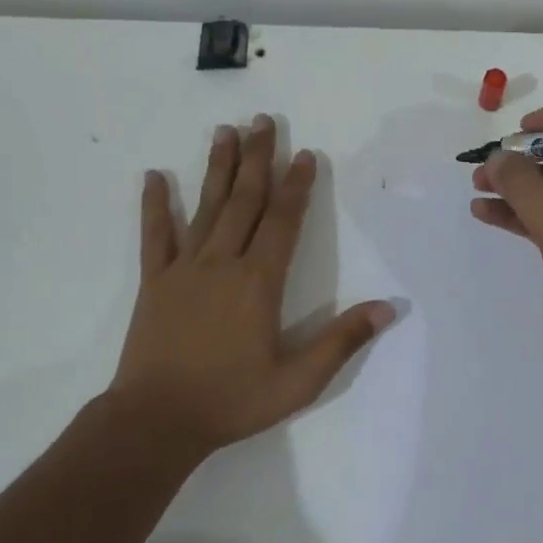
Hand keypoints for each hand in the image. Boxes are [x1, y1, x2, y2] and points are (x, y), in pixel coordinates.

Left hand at [109, 115, 394, 467]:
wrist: (156, 421)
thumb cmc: (232, 400)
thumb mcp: (299, 380)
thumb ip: (342, 341)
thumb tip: (388, 308)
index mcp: (259, 282)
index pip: (283, 221)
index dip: (297, 185)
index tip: (304, 153)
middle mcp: (223, 263)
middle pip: (245, 200)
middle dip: (258, 159)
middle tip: (264, 120)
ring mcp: (184, 269)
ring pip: (206, 207)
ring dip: (218, 168)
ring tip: (225, 131)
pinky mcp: (155, 282)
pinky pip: (155, 235)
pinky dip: (155, 205)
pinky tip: (154, 177)